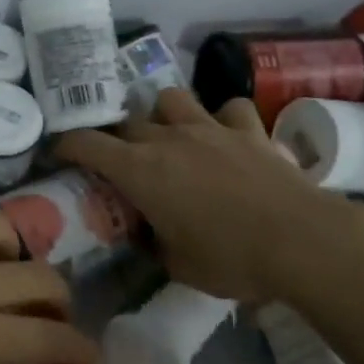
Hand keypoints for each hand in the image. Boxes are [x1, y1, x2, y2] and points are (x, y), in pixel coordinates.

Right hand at [55, 88, 347, 304]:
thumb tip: (148, 234)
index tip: (60, 153)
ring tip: (170, 134)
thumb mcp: (177, 264)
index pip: (87, 144)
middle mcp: (168, 139)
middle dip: (117, 136)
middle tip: (121, 159)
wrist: (303, 242)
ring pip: (171, 98)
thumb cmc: (231, 259)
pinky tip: (227, 135)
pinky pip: (229, 109)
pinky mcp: (249, 130)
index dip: (67, 145)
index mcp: (140, 170)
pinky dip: (223, 119)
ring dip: (164, 113)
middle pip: (127, 121)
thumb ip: (154, 242)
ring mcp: (210, 128)